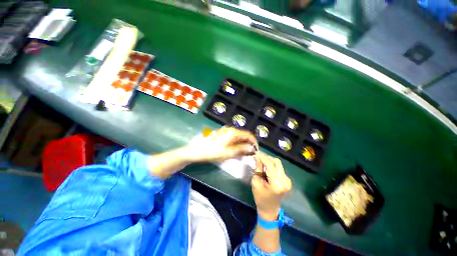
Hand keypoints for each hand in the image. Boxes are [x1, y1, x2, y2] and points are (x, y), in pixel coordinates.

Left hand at [184, 127, 257, 162]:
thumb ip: (241, 149)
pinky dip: (237, 144)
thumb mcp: (228, 152)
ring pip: (239, 138)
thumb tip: (252, 148)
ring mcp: (226, 132)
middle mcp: (231, 130)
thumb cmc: (212, 152)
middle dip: (248, 144)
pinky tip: (236, 151)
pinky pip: (233, 139)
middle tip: (250, 154)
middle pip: (244, 136)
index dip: (254, 142)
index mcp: (233, 133)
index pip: (249, 135)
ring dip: (243, 145)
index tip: (256, 151)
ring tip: (244, 154)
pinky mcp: (223, 135)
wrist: (197, 151)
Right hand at [251, 152, 291, 220]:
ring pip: (278, 164)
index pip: (270, 165)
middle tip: (258, 156)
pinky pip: (279, 168)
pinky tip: (266, 166)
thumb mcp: (255, 182)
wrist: (270, 209)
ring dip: (269, 160)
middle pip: (276, 162)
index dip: (262, 157)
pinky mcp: (287, 179)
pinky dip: (272, 165)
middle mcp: (285, 180)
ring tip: (260, 160)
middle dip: (266, 157)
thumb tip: (257, 158)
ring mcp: (288, 180)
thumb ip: (258, 169)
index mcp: (277, 184)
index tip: (255, 152)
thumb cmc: (260, 197)